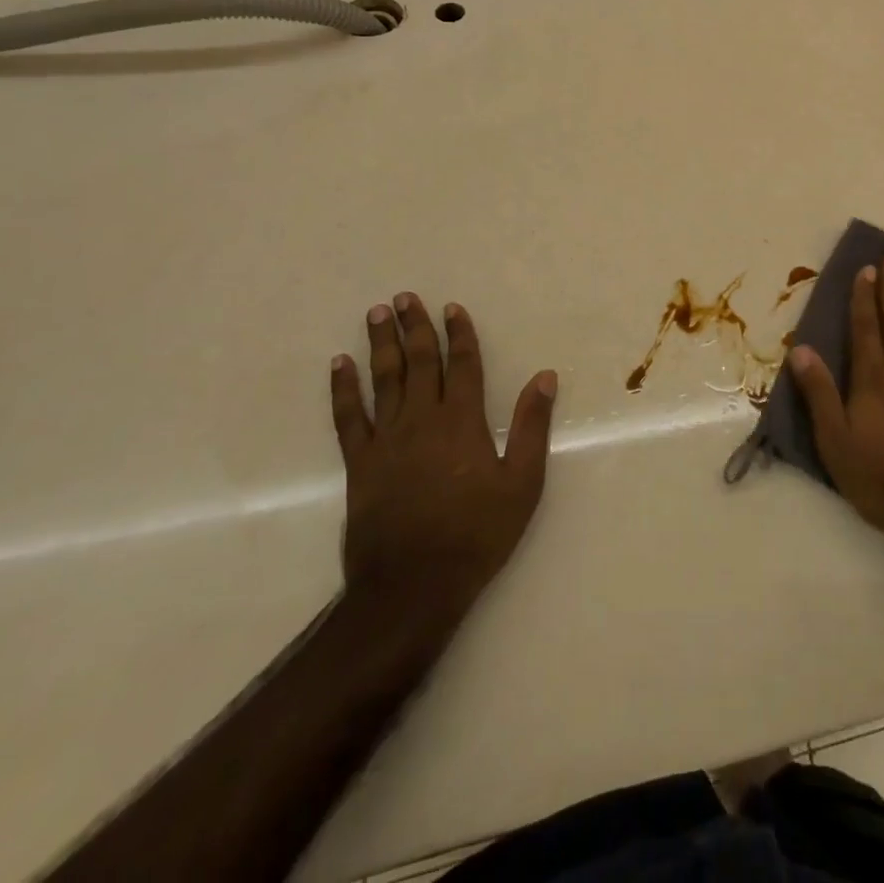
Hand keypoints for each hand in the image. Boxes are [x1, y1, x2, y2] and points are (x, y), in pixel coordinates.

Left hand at [329, 294, 556, 620]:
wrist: (412, 586)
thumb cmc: (477, 534)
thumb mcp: (523, 483)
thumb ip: (532, 426)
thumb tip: (544, 377)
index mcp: (463, 422)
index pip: (462, 365)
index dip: (459, 334)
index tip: (450, 307)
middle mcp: (423, 420)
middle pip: (419, 363)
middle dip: (415, 328)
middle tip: (404, 297)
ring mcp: (387, 440)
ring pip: (384, 380)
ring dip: (381, 345)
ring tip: (377, 314)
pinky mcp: (360, 464)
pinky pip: (348, 417)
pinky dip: (343, 389)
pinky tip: (339, 365)